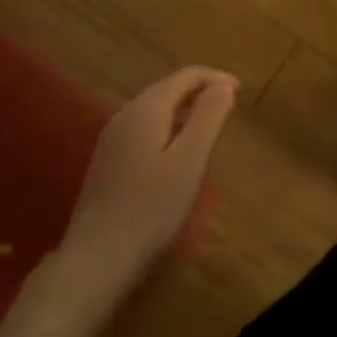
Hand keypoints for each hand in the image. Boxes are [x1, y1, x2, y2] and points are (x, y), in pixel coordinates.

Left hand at [57, 66, 238, 298]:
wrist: (96, 260)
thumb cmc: (151, 209)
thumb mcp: (189, 161)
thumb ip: (208, 117)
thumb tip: (223, 84)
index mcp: (146, 109)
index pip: (185, 76)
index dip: (215, 78)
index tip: (240, 91)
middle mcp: (125, 115)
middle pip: (167, 89)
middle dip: (199, 90)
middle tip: (229, 106)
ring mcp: (111, 139)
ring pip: (154, 109)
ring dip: (184, 109)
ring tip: (209, 126)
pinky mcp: (107, 162)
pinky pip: (143, 129)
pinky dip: (167, 127)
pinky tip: (176, 152)